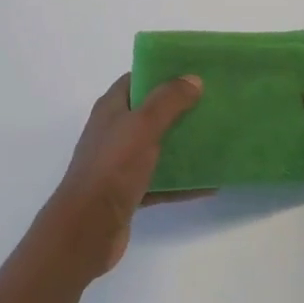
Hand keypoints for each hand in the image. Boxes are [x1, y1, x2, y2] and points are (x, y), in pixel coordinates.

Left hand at [45, 73, 204, 276]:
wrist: (87, 229)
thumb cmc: (112, 168)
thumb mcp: (142, 126)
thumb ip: (167, 101)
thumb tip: (192, 78)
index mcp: (111, 109)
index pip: (137, 80)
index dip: (162, 73)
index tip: (193, 73)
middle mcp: (114, 132)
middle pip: (149, 113)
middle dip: (179, 109)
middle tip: (211, 105)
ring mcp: (120, 163)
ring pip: (156, 147)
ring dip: (182, 145)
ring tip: (215, 140)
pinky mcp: (128, 192)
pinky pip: (160, 181)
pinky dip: (181, 181)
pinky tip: (209, 184)